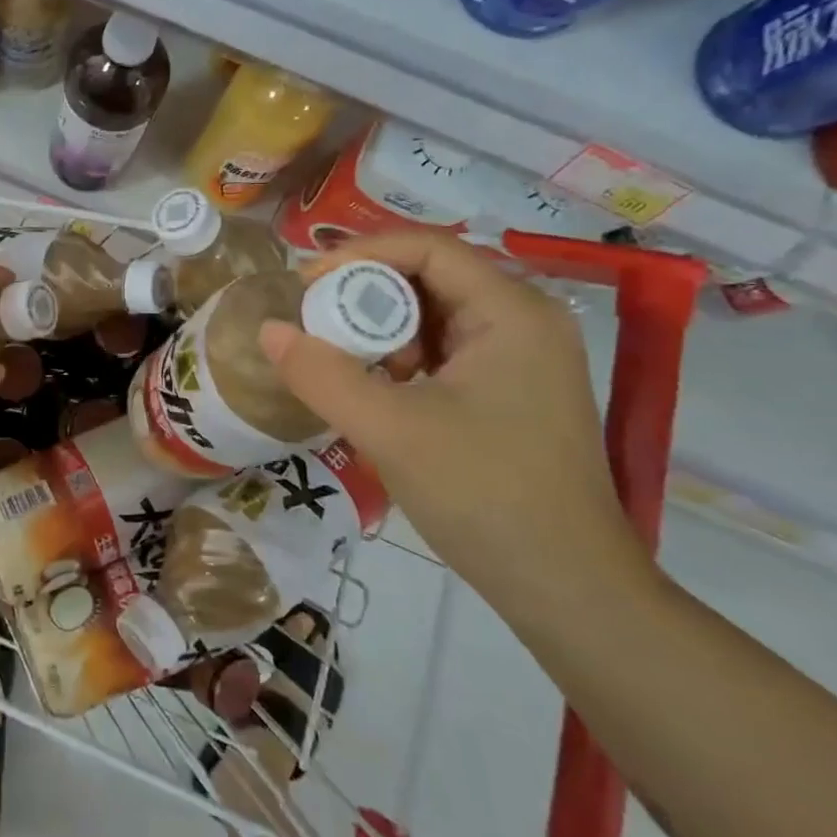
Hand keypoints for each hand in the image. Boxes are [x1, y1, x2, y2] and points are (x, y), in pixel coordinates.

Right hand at [258, 232, 651, 607]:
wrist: (568, 589)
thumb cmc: (484, 495)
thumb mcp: (389, 430)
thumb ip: (322, 375)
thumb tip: (268, 330)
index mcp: (511, 312)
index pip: (427, 247)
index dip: (359, 254)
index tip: (305, 284)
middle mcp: (525, 321)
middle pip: (431, 276)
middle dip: (366, 294)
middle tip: (315, 323)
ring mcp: (523, 358)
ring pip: (435, 315)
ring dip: (382, 329)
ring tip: (343, 362)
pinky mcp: (513, 391)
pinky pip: (446, 350)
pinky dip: (403, 358)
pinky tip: (377, 390)